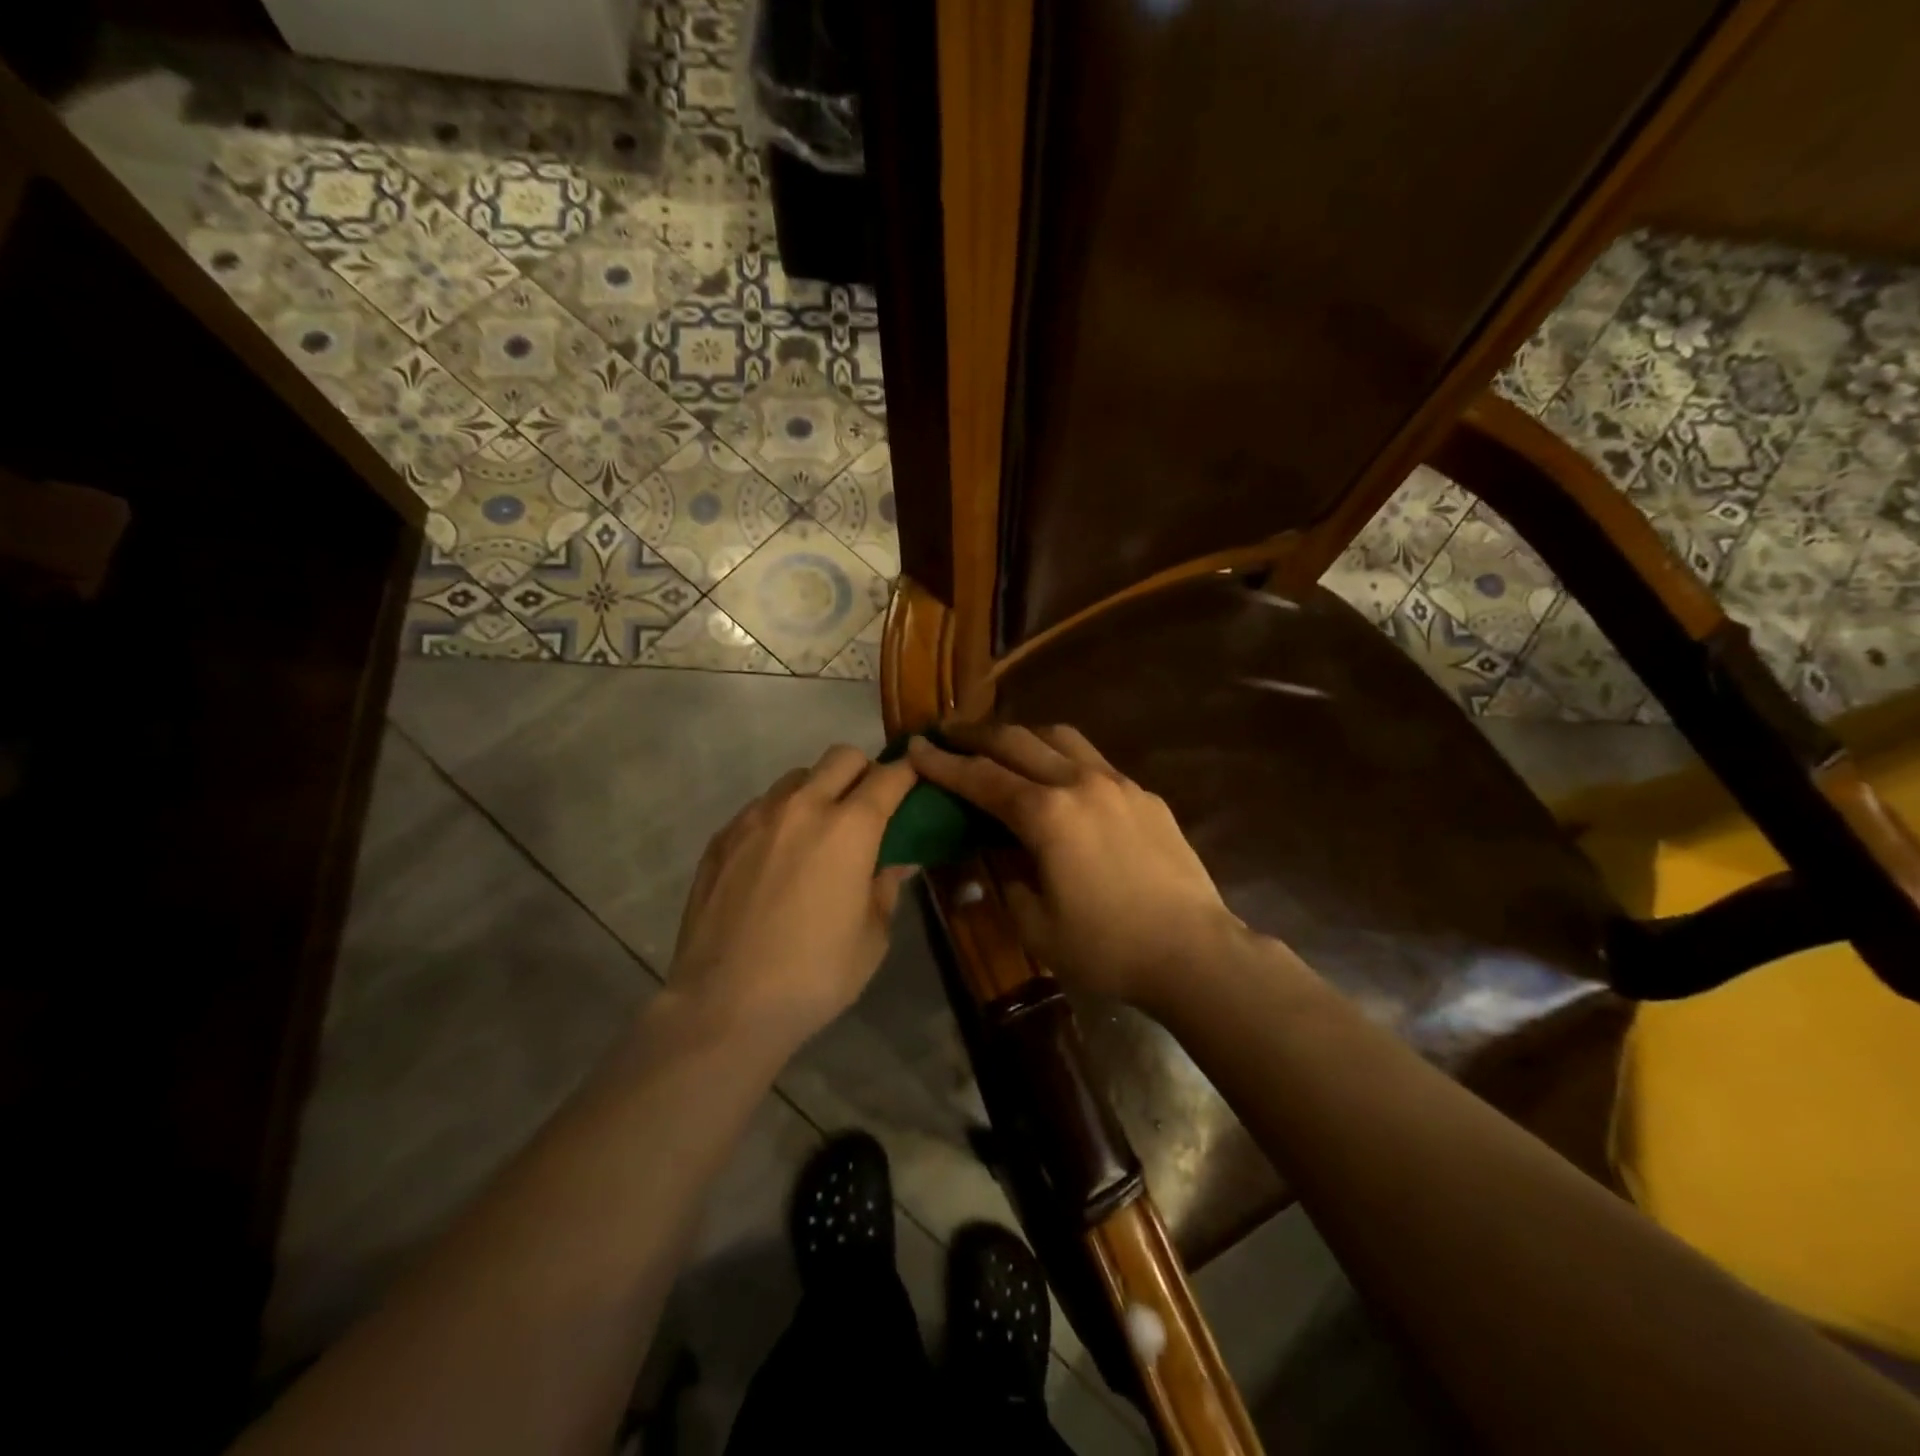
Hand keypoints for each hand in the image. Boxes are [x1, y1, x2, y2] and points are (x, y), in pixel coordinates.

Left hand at [667, 745, 918, 1055]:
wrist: (724, 1004)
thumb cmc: (814, 976)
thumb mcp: (872, 938)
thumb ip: (885, 887)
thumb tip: (895, 861)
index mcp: (849, 829)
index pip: (889, 777)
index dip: (908, 774)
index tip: (916, 782)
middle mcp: (803, 807)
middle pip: (841, 757)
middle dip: (863, 771)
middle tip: (867, 809)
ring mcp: (755, 818)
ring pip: (797, 777)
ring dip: (818, 791)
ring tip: (817, 834)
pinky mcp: (722, 837)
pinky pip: (761, 806)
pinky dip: (780, 817)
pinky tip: (776, 859)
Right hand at [908, 724, 1243, 1007]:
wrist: (1193, 951)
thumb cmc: (1107, 947)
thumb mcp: (1036, 925)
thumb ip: (1007, 877)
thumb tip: (998, 850)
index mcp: (1047, 814)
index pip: (981, 778)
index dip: (943, 763)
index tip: (915, 747)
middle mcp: (1080, 783)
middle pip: (1017, 741)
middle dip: (976, 735)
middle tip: (948, 733)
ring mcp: (1118, 783)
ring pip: (1060, 737)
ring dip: (1023, 735)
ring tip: (1002, 745)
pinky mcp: (1145, 795)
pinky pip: (1093, 760)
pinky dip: (1063, 757)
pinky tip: (1059, 779)